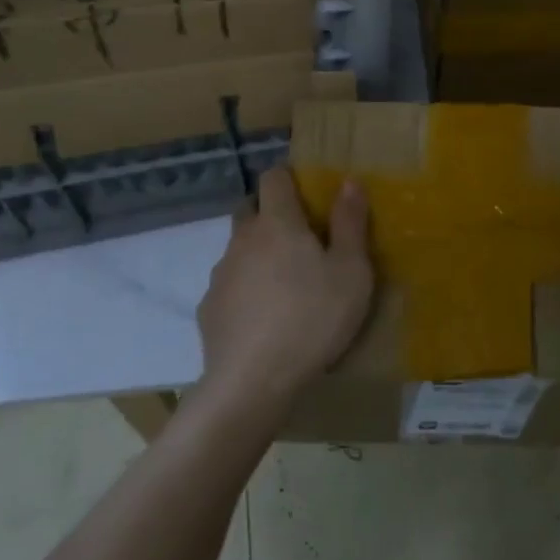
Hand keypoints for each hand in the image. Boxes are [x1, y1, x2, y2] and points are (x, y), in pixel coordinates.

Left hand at [196, 166, 373, 418]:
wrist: (253, 382)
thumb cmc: (313, 318)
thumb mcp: (351, 271)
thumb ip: (350, 223)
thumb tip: (349, 181)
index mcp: (278, 223)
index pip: (274, 177)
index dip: (289, 177)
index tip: (308, 191)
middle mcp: (243, 239)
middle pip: (250, 208)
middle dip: (270, 212)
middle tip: (300, 237)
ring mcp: (221, 274)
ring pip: (239, 248)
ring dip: (258, 253)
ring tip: (285, 283)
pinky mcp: (208, 308)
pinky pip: (230, 285)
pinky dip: (245, 289)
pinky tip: (263, 317)